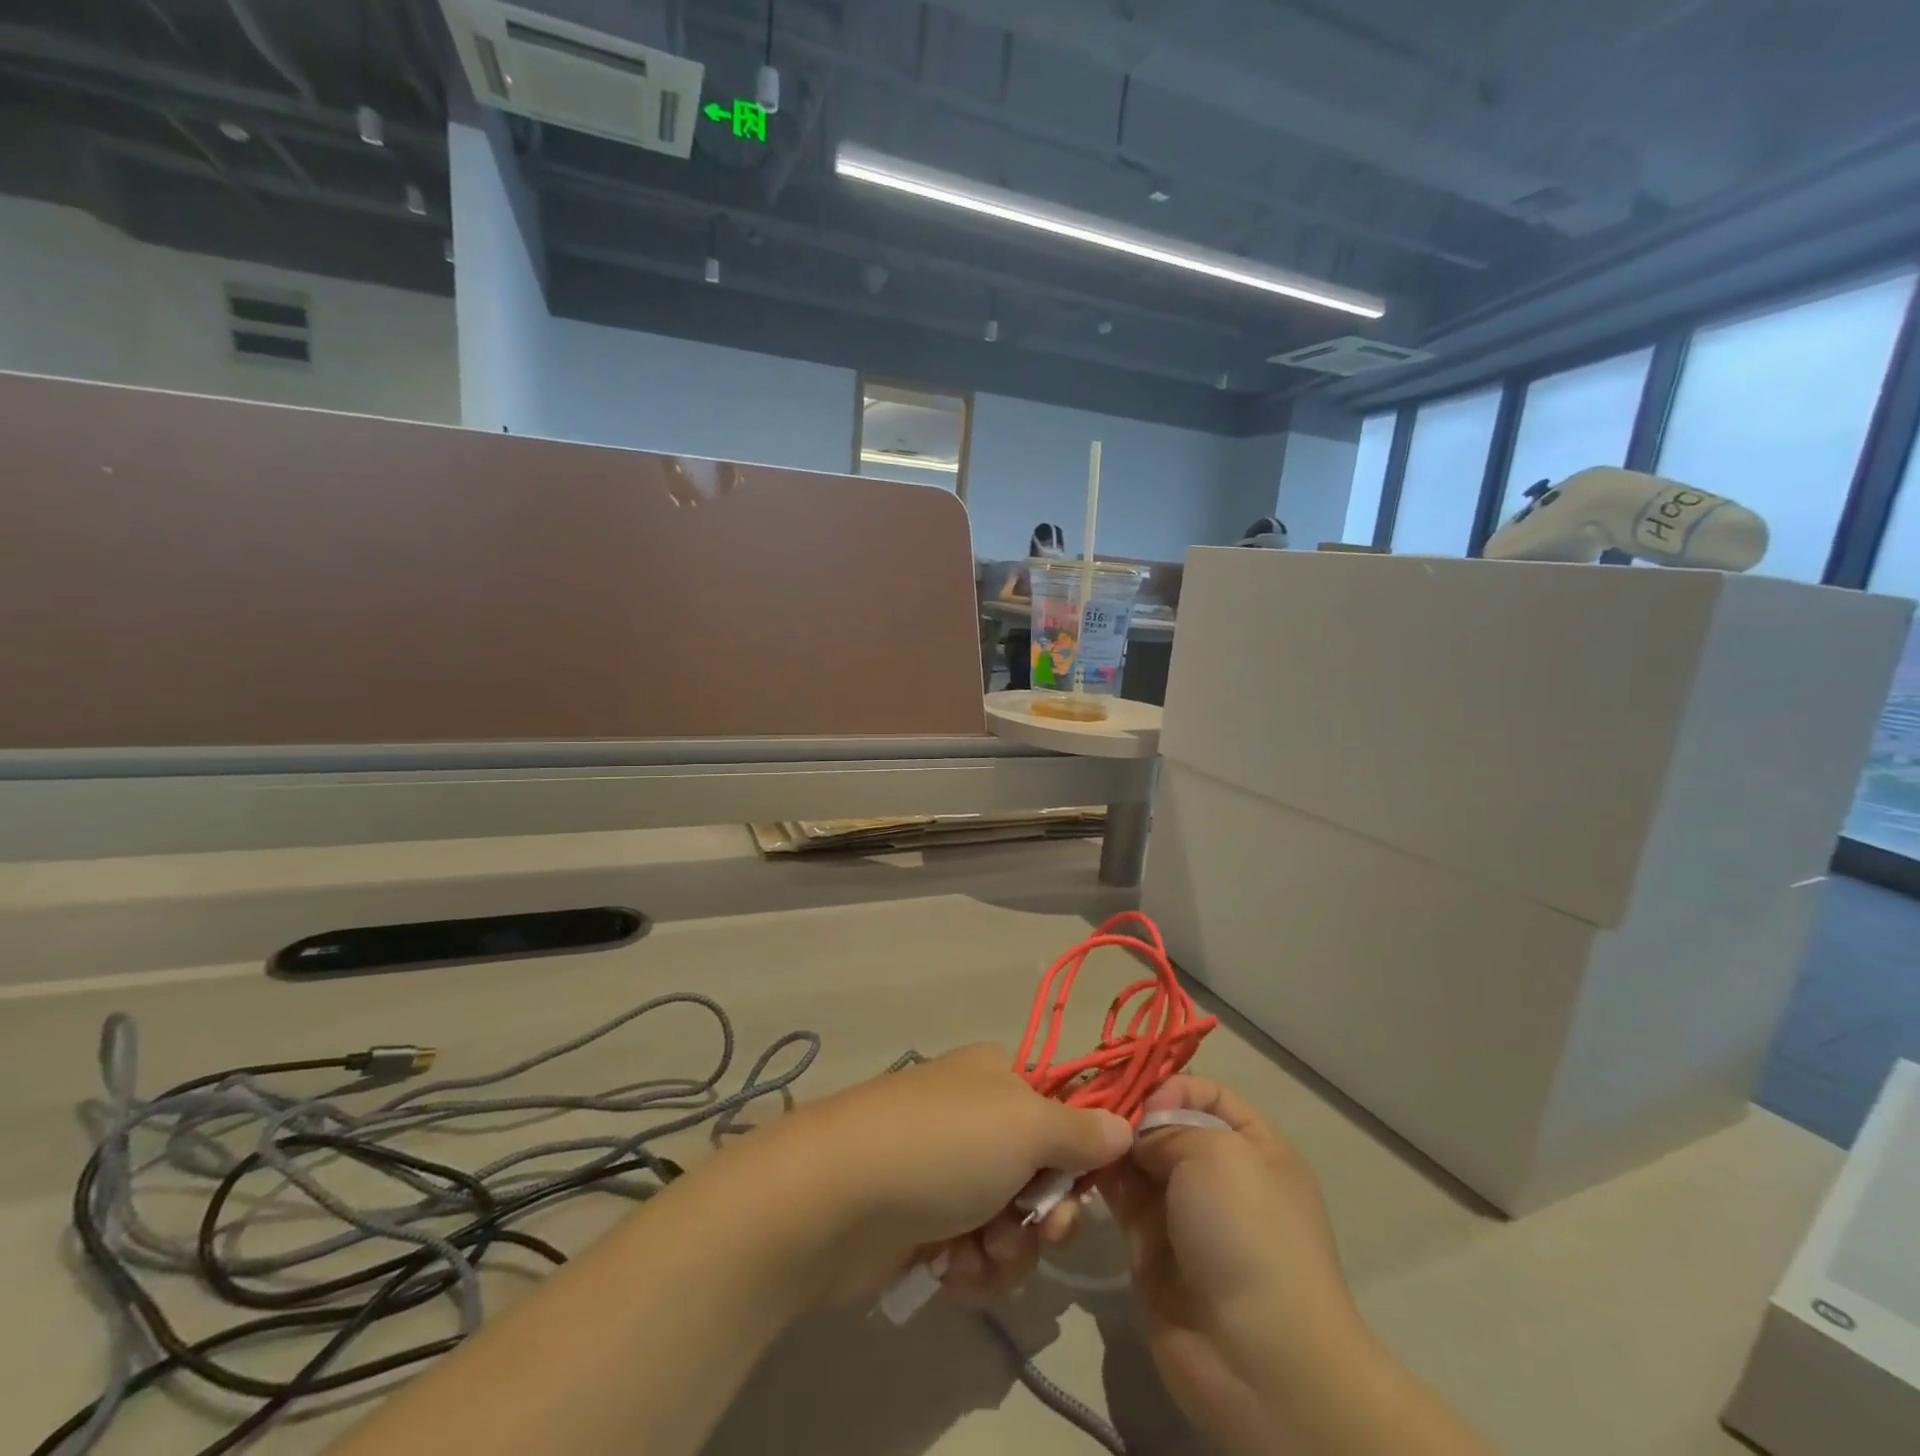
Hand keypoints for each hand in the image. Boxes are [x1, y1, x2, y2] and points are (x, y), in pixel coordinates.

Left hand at [741, 1046, 1132, 1308]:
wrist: (835, 1198)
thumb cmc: (942, 1146)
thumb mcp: (1023, 1124)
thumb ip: (1080, 1130)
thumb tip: (1124, 1123)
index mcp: (999, 1079)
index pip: (1065, 1111)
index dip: (1085, 1152)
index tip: (1091, 1185)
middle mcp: (976, 1120)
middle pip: (1044, 1176)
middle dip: (1046, 1216)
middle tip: (1038, 1231)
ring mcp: (948, 1175)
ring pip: (1014, 1226)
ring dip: (1007, 1252)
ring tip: (977, 1253)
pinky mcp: (925, 1227)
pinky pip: (976, 1257)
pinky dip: (971, 1270)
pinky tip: (947, 1271)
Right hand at [1100, 1077, 1371, 1454]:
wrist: (1257, 1359)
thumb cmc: (1247, 1233)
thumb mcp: (1216, 1153)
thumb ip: (1166, 1128)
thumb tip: (1135, 1135)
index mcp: (1253, 1146)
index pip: (1206, 1093)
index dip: (1170, 1086)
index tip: (1138, 1098)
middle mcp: (1218, 1174)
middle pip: (1164, 1124)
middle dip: (1128, 1112)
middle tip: (1084, 1103)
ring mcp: (1183, 1212)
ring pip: (1136, 1159)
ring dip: (1107, 1144)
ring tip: (1072, 1130)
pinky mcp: (1149, 1246)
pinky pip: (1118, 1198)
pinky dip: (1097, 1178)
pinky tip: (1072, 1163)